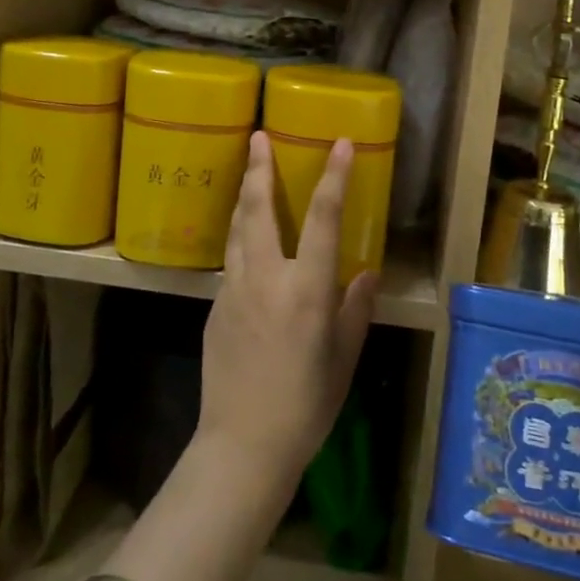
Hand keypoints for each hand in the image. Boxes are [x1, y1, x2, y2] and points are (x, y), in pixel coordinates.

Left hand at [195, 132, 377, 499]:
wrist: (242, 445)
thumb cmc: (306, 406)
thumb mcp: (344, 359)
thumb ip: (355, 310)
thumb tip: (365, 274)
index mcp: (306, 290)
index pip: (323, 219)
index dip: (334, 177)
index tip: (341, 143)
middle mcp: (266, 278)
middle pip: (258, 208)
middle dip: (259, 167)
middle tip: (258, 135)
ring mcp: (234, 289)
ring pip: (236, 228)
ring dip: (243, 195)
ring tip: (249, 170)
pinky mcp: (215, 306)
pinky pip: (231, 259)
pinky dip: (240, 235)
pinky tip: (246, 239)